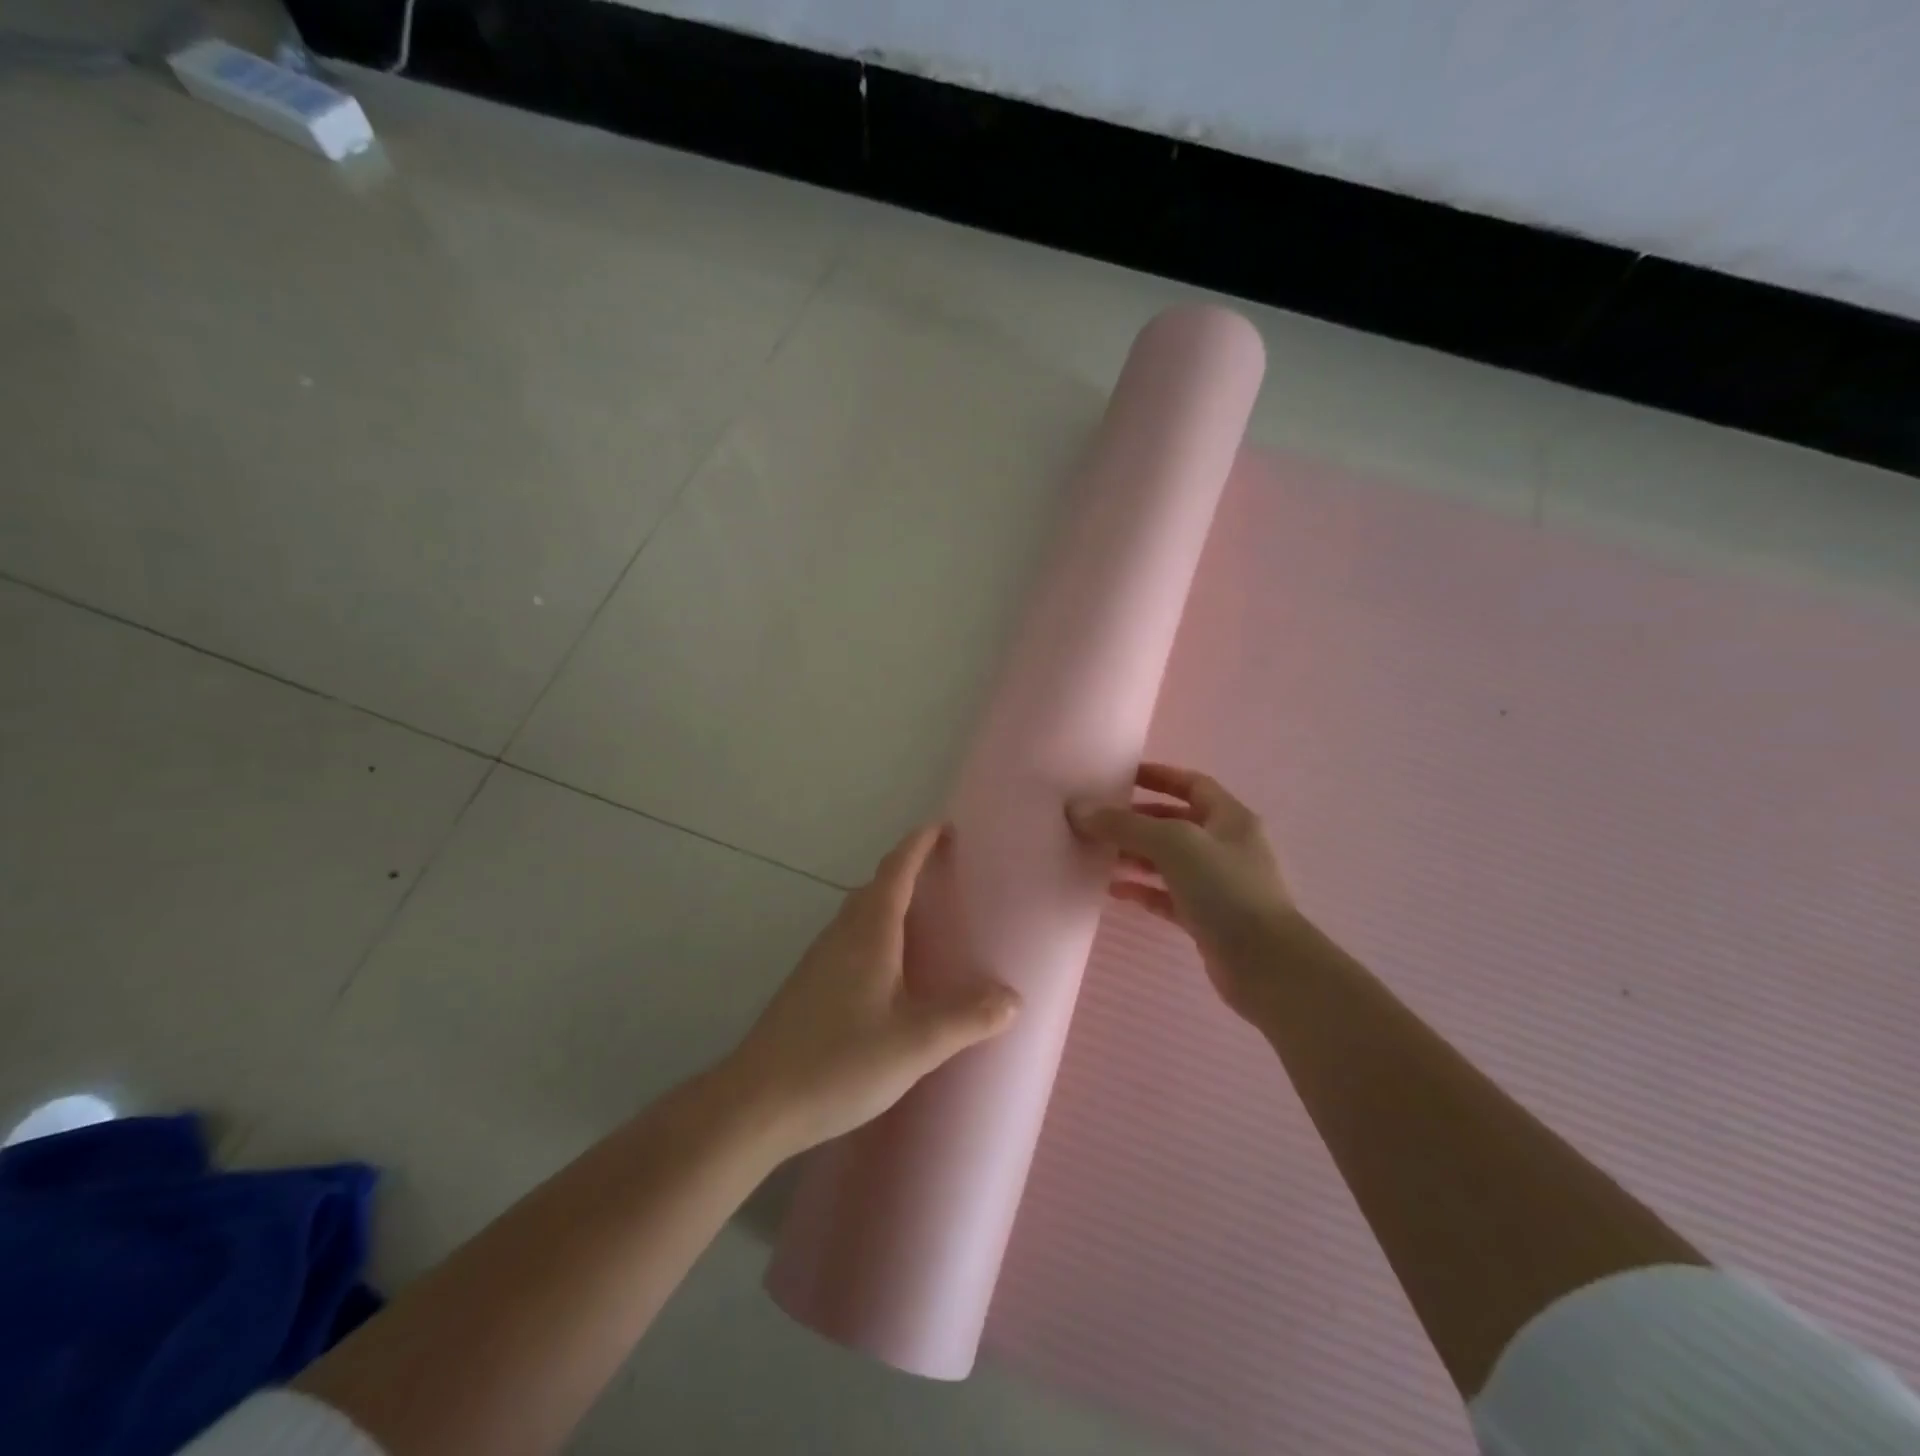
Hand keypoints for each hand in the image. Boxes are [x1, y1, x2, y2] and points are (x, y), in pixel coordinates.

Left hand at [722, 824, 1019, 1152]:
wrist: (756, 1102)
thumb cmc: (840, 1062)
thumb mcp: (915, 1043)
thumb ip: (967, 1018)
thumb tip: (1014, 997)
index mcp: (869, 933)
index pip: (896, 870)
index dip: (919, 844)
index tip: (943, 826)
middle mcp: (841, 935)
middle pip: (875, 887)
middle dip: (908, 870)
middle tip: (944, 873)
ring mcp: (819, 960)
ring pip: (858, 914)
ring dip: (889, 902)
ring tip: (924, 918)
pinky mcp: (808, 986)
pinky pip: (849, 940)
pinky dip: (875, 933)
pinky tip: (888, 971)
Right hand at [1068, 763, 1294, 1019]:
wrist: (1265, 964)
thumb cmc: (1225, 889)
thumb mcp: (1173, 844)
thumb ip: (1125, 825)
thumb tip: (1078, 810)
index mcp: (1230, 818)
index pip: (1192, 784)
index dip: (1158, 776)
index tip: (1120, 777)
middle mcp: (1227, 847)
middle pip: (1176, 823)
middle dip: (1138, 820)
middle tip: (1099, 821)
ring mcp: (1219, 885)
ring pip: (1169, 862)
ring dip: (1135, 857)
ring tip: (1097, 856)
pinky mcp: (1208, 919)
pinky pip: (1168, 896)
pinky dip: (1142, 891)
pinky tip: (1113, 892)